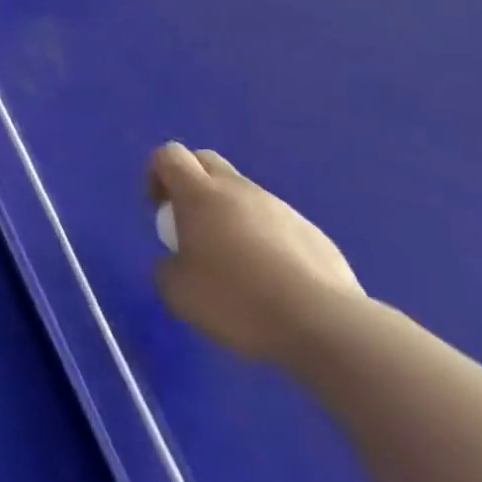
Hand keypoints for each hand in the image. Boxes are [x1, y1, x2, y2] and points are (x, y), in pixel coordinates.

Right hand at [148, 141, 364, 364]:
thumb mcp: (177, 293)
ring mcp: (281, 209)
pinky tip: (273, 283)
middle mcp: (239, 190)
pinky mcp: (314, 234)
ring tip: (236, 264)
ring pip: (244, 194)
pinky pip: (277, 224)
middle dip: (191, 182)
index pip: (169, 155)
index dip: (156, 175)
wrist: (325, 326)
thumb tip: (176, 263)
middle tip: (191, 226)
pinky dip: (265, 240)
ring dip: (230, 214)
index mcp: (200, 194)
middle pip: (206, 161)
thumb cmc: (238, 300)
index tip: (161, 211)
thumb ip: (166, 267)